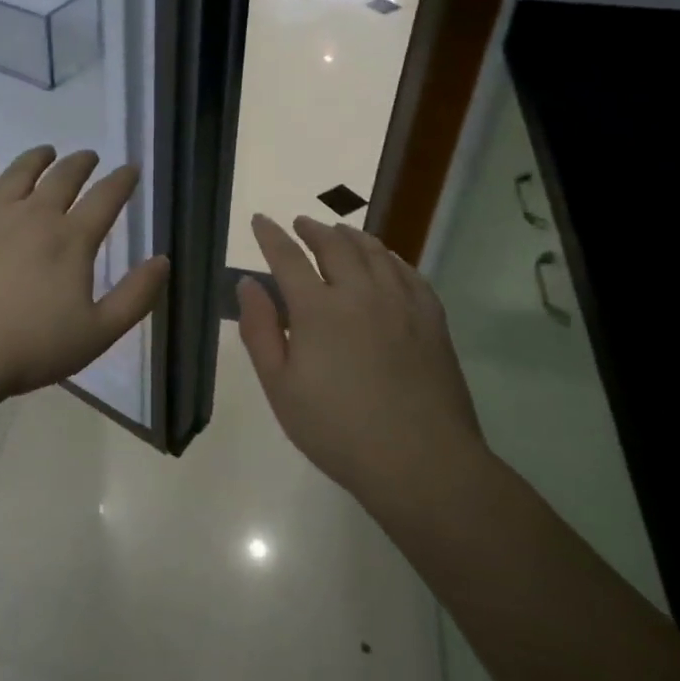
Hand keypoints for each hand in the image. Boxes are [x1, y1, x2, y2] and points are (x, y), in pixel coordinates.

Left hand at [0, 146, 169, 403]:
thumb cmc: (28, 349)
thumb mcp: (97, 334)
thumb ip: (135, 297)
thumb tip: (163, 260)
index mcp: (70, 240)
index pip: (105, 199)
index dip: (121, 181)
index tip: (130, 168)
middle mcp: (33, 216)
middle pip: (62, 179)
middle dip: (80, 164)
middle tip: (88, 156)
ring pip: (17, 174)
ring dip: (36, 159)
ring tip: (46, 151)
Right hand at [237, 214, 482, 500]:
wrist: (420, 461)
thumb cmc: (337, 429)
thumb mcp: (280, 386)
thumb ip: (260, 330)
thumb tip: (248, 284)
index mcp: (317, 309)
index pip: (287, 258)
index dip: (271, 236)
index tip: (260, 220)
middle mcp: (360, 293)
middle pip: (334, 246)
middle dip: (313, 230)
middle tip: (300, 223)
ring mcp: (401, 303)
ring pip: (374, 253)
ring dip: (351, 236)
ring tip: (339, 232)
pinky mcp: (431, 320)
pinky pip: (409, 273)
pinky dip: (391, 257)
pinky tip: (386, 260)